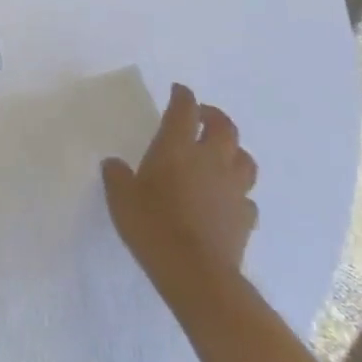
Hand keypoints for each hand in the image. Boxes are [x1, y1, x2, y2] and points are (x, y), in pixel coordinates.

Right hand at [103, 84, 258, 291]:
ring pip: (244, 159)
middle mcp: (210, 160)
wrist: (195, 271)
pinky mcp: (245, 216)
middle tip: (203, 115)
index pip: (184, 111)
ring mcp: (233, 188)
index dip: (183, 96)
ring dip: (234, 150)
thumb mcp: (120, 197)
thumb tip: (115, 164)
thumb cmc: (151, 225)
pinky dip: (237, 190)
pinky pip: (246, 195)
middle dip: (214, 116)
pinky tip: (226, 197)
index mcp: (176, 148)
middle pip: (224, 128)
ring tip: (221, 153)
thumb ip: (117, 175)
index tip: (179, 90)